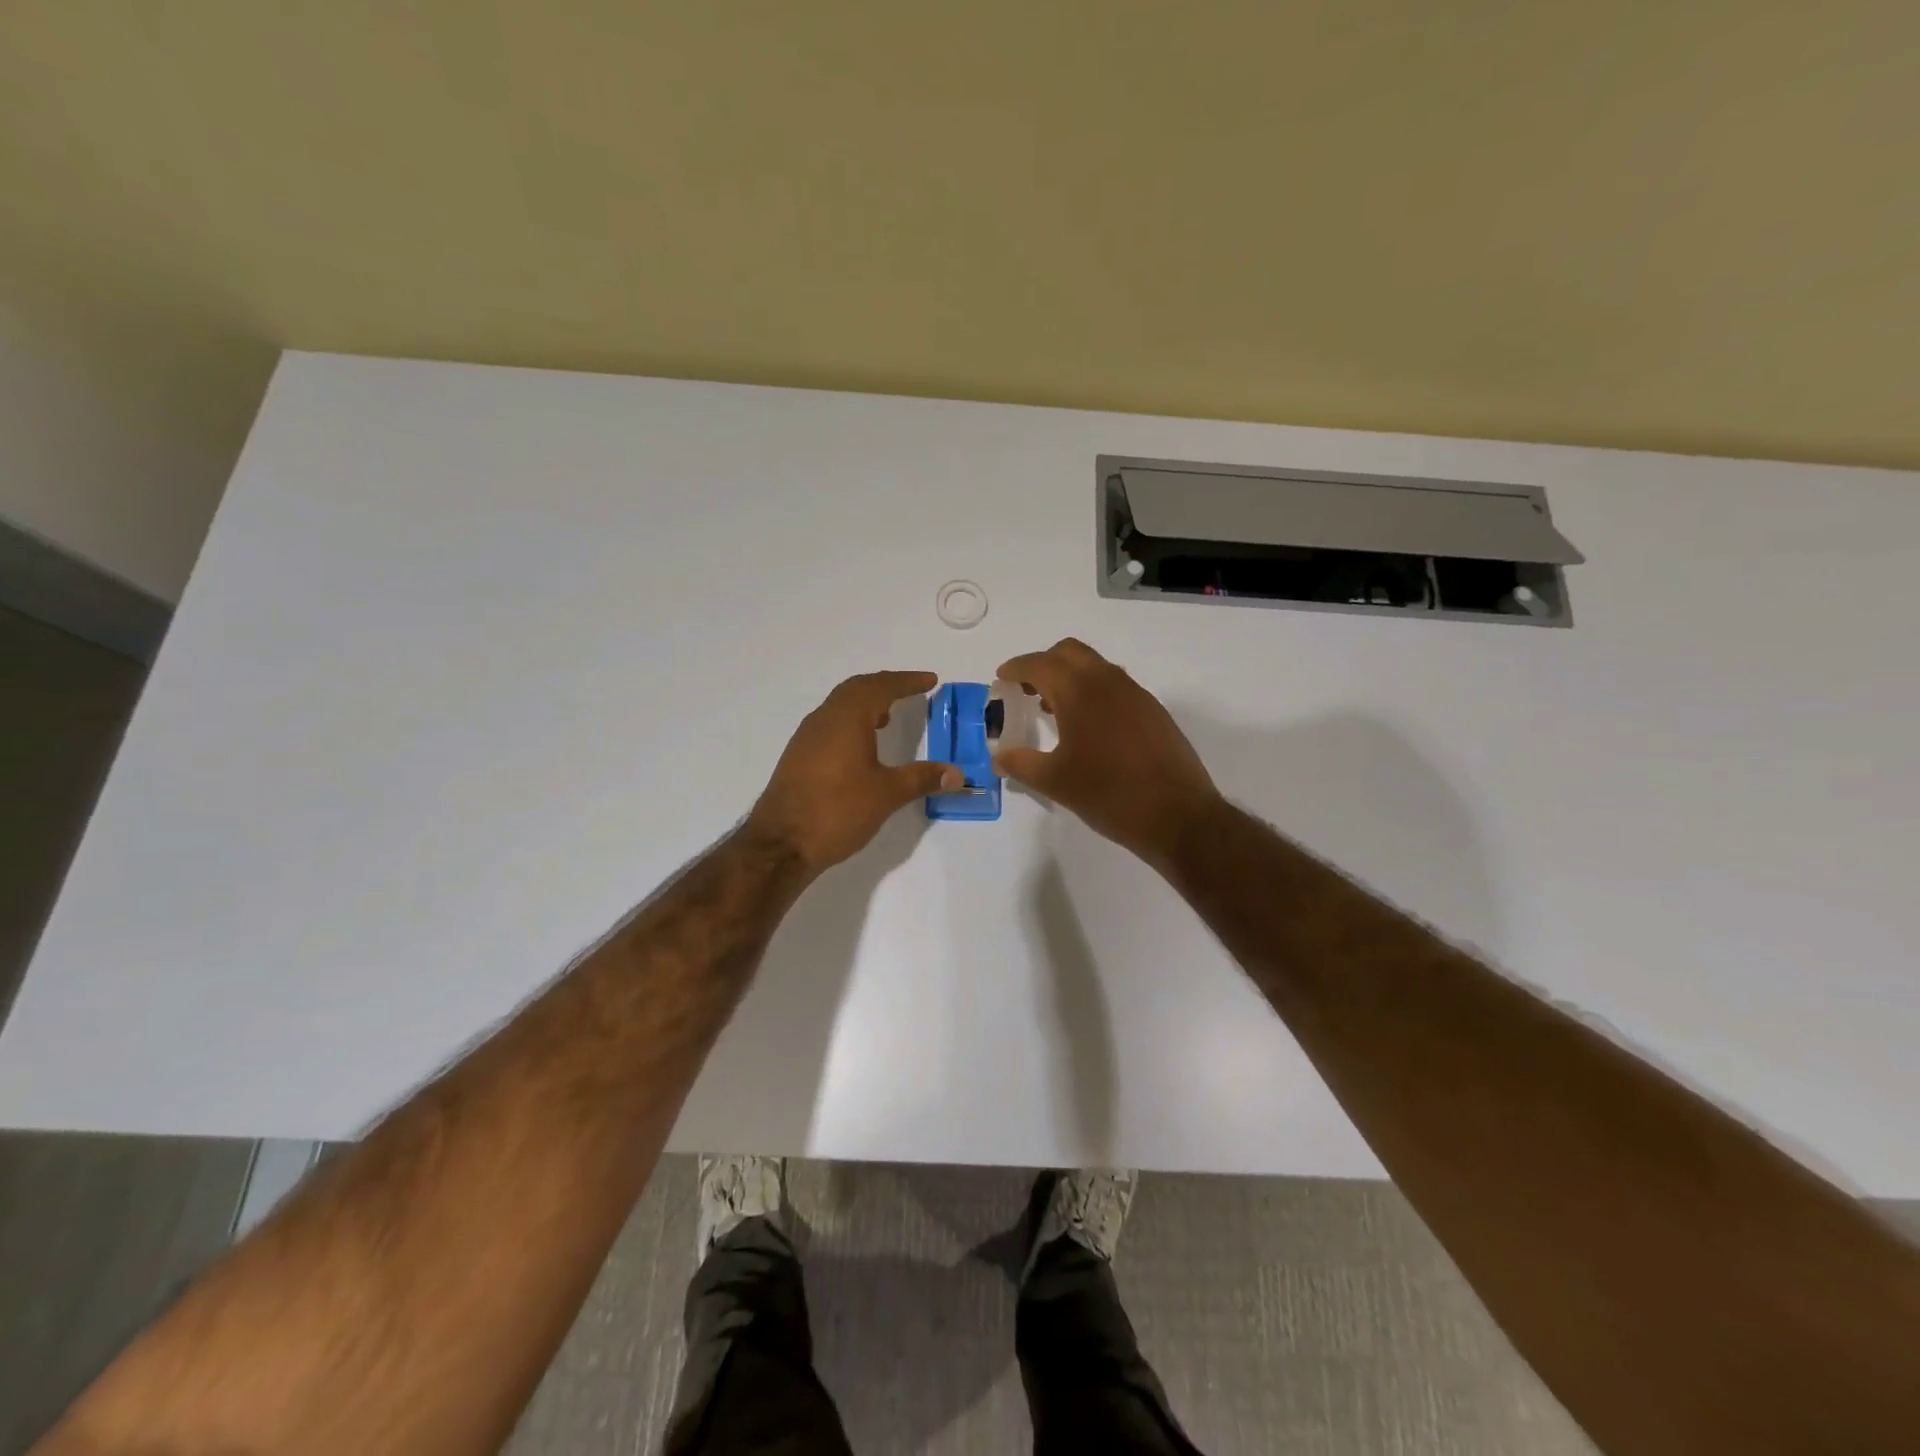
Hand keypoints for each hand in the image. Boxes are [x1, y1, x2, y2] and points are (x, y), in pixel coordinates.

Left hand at [748, 671, 961, 872]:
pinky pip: (830, 723)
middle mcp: (824, 719)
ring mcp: (807, 737)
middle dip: (886, 685)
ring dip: (866, 703)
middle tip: (911, 690)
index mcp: (847, 718)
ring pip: (840, 705)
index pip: (881, 686)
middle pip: (857, 688)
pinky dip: (852, 721)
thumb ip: (922, 778)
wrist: (781, 844)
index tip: (930, 680)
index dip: (907, 681)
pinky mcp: (799, 756)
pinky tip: (862, 745)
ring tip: (889, 716)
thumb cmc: (837, 811)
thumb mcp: (887, 794)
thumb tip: (957, 774)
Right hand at [992, 639, 1218, 866]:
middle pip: (1069, 653)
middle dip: (1043, 664)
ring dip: (1070, 677)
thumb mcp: (1055, 782)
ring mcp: (1136, 694)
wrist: (1177, 815)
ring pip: (1095, 667)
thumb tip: (998, 757)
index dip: (1016, 668)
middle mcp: (1108, 682)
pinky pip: (1115, 686)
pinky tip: (1088, 727)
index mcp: (1080, 692)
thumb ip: (1021, 764)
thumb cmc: (1108, 794)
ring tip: (1052, 710)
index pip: (1040, 664)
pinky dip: (1093, 692)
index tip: (1001, 679)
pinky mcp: (1153, 711)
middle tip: (1025, 690)